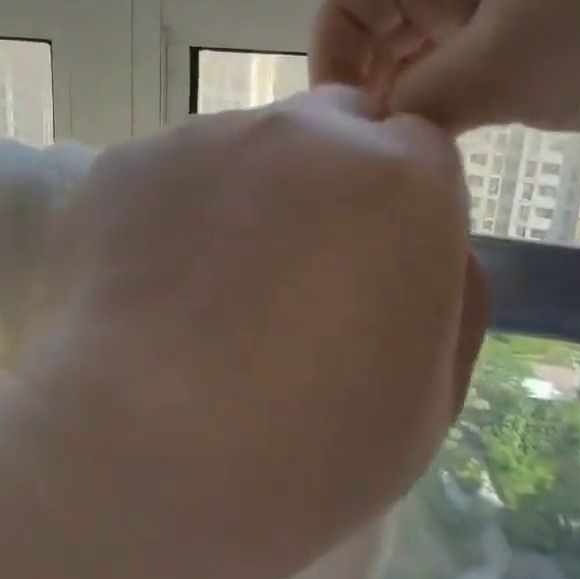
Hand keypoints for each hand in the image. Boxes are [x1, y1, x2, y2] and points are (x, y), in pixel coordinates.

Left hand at [33, 87, 486, 570]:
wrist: (145, 452)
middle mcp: (302, 131)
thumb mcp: (430, 394)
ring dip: (246, 191)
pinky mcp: (129, 161)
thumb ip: (450, 294)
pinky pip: (170, 173)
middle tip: (295, 262)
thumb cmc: (309, 446)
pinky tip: (149, 285)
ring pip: (244, 146)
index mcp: (399, 176)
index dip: (399, 200)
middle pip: (332, 125)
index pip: (416, 146)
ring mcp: (205, 137)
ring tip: (206, 285)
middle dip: (331, 174)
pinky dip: (173, 211)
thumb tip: (433, 245)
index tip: (375, 255)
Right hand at [310, 0, 579, 134]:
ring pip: (436, 46)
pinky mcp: (560, 19)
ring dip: (420, 96)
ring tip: (417, 153)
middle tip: (378, 154)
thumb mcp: (506, 66)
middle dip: (373, 86)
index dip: (331, 63)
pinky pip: (485, 57)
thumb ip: (424, 102)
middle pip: (388, 25)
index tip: (340, 132)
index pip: (350, 2)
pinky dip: (465, 94)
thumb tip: (379, 135)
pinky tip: (468, 135)